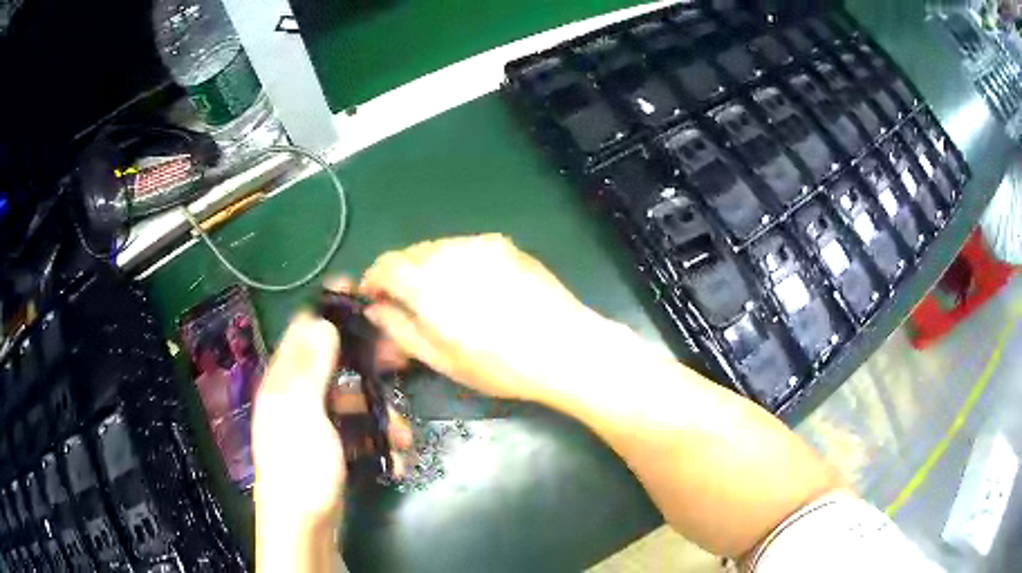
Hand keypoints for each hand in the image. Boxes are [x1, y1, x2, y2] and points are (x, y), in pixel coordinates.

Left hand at [252, 312, 410, 530]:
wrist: (304, 525)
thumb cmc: (300, 465)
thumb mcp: (301, 410)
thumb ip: (311, 366)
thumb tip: (323, 320)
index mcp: (284, 380)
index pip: (303, 329)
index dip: (329, 309)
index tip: (360, 293)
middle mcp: (297, 395)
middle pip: (334, 362)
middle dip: (367, 360)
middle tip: (400, 358)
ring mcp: (316, 424)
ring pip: (352, 399)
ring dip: (380, 411)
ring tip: (403, 433)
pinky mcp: (333, 449)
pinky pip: (358, 431)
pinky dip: (376, 440)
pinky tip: (394, 457)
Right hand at [360, 234, 603, 402]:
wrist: (564, 347)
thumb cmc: (500, 365)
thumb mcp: (441, 359)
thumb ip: (400, 329)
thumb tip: (375, 308)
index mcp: (427, 284)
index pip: (384, 265)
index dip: (374, 280)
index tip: (377, 300)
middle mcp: (449, 253)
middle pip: (409, 253)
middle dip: (401, 275)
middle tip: (410, 304)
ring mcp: (480, 244)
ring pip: (436, 247)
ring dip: (428, 267)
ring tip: (445, 298)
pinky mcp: (504, 243)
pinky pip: (464, 246)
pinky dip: (456, 261)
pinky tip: (476, 287)